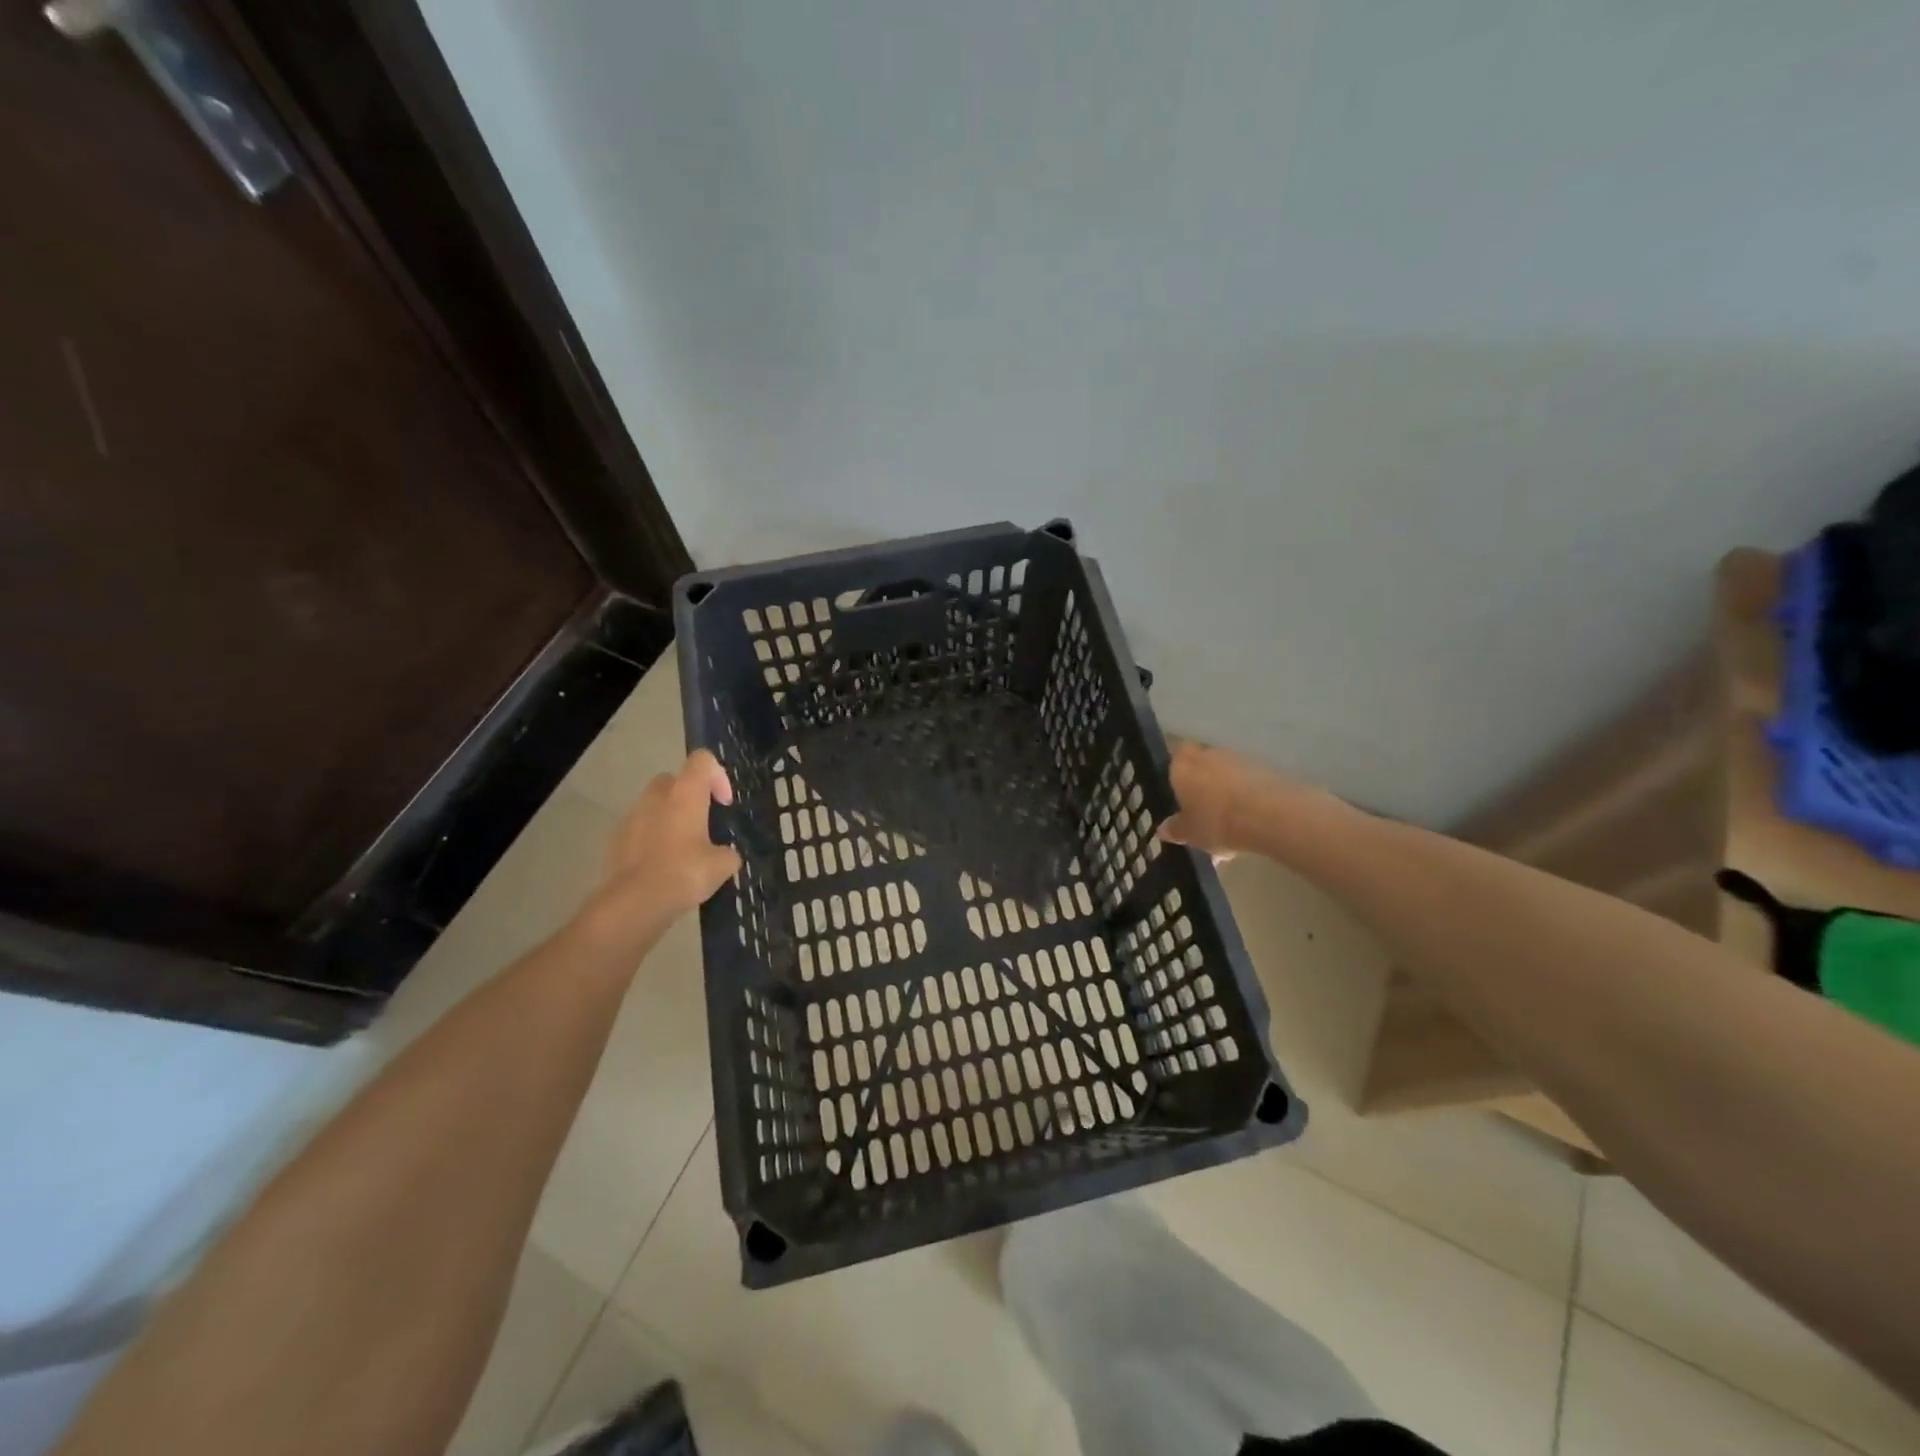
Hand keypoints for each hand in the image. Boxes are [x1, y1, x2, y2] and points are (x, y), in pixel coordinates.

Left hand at [576, 750, 742, 954]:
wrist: (634, 902)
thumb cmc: (685, 873)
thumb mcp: (722, 866)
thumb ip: (728, 853)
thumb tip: (726, 855)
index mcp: (685, 794)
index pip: (702, 760)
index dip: (718, 775)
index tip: (724, 803)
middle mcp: (656, 797)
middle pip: (674, 779)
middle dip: (689, 795)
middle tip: (703, 823)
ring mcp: (631, 816)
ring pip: (654, 804)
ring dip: (669, 817)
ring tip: (682, 848)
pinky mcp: (615, 839)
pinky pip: (638, 828)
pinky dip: (651, 838)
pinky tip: (661, 866)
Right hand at [1160, 738, 1329, 857]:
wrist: (1268, 815)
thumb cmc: (1215, 821)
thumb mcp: (1189, 833)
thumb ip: (1175, 829)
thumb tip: (1163, 829)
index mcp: (1182, 766)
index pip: (1174, 760)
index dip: (1177, 775)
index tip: (1180, 794)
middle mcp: (1208, 755)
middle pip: (1202, 765)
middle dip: (1202, 785)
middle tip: (1203, 812)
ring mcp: (1238, 759)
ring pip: (1226, 774)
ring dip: (1226, 792)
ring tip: (1230, 823)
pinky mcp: (1265, 768)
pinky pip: (1248, 783)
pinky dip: (1247, 797)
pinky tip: (1250, 822)